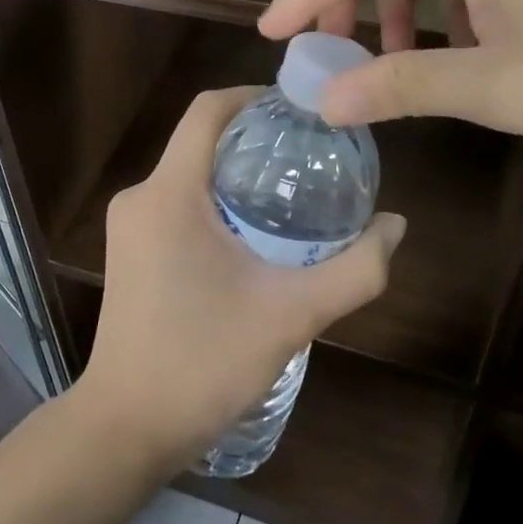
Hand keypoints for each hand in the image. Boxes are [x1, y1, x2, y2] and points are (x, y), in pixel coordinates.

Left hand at [75, 88, 405, 473]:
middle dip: (253, 138)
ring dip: (234, 172)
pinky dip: (213, 199)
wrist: (125, 428)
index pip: (207, 110)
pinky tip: (250, 231)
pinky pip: (174, 201)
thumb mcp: (291, 316)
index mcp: (170, 193)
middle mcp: (140, 196)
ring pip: (187, 172)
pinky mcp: (127, 248)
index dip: (253, 95)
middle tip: (310, 153)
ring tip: (290, 191)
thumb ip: (354, 270)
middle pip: (201, 140)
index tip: (299, 107)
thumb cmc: (203, 364)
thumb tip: (397, 225)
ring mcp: (127, 224)